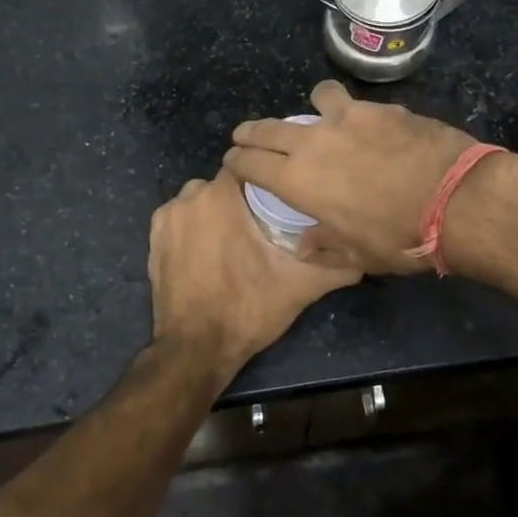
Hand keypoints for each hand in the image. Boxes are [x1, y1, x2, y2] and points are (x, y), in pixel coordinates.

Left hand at [148, 167, 359, 376]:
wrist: (195, 349)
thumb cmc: (247, 308)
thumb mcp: (300, 287)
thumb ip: (336, 266)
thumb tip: (365, 257)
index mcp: (221, 196)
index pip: (249, 167)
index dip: (267, 181)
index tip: (282, 199)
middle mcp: (189, 198)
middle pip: (224, 183)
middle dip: (242, 199)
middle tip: (265, 225)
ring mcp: (166, 219)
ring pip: (200, 201)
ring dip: (217, 212)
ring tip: (238, 240)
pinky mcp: (152, 240)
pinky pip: (181, 220)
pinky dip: (195, 228)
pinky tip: (211, 251)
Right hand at [224, 81, 477, 275]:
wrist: (455, 200)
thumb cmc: (398, 237)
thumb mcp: (357, 254)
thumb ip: (325, 246)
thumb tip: (305, 244)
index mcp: (297, 181)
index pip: (251, 164)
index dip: (237, 161)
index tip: (232, 160)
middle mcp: (313, 143)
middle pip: (269, 129)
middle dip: (252, 132)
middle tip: (246, 134)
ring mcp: (348, 119)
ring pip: (316, 99)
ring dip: (311, 107)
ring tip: (318, 113)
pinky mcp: (382, 108)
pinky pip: (357, 104)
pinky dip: (354, 112)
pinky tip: (369, 124)